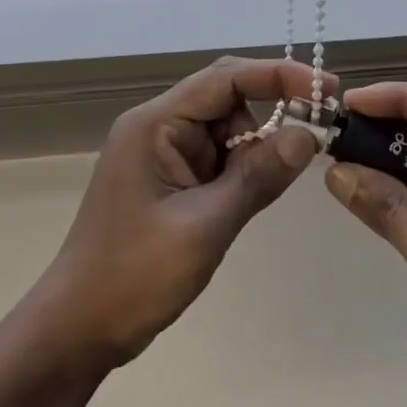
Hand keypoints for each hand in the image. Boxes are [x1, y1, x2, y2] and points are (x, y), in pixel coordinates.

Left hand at [42, 56, 331, 368]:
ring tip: (261, 193)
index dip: (280, 75)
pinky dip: (243, 170)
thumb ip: (257, 177)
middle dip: (273, 110)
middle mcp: (159, 127)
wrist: (78, 330)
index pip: (226, 78)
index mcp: (155, 124)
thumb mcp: (203, 227)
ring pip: (228, 129)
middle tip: (320, 129)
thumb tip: (309, 135)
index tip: (327, 90)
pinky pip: (219, 157)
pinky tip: (249, 198)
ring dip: (257, 150)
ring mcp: (164, 153)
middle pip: (228, 97)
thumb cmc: (133, 277)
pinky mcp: (171, 178)